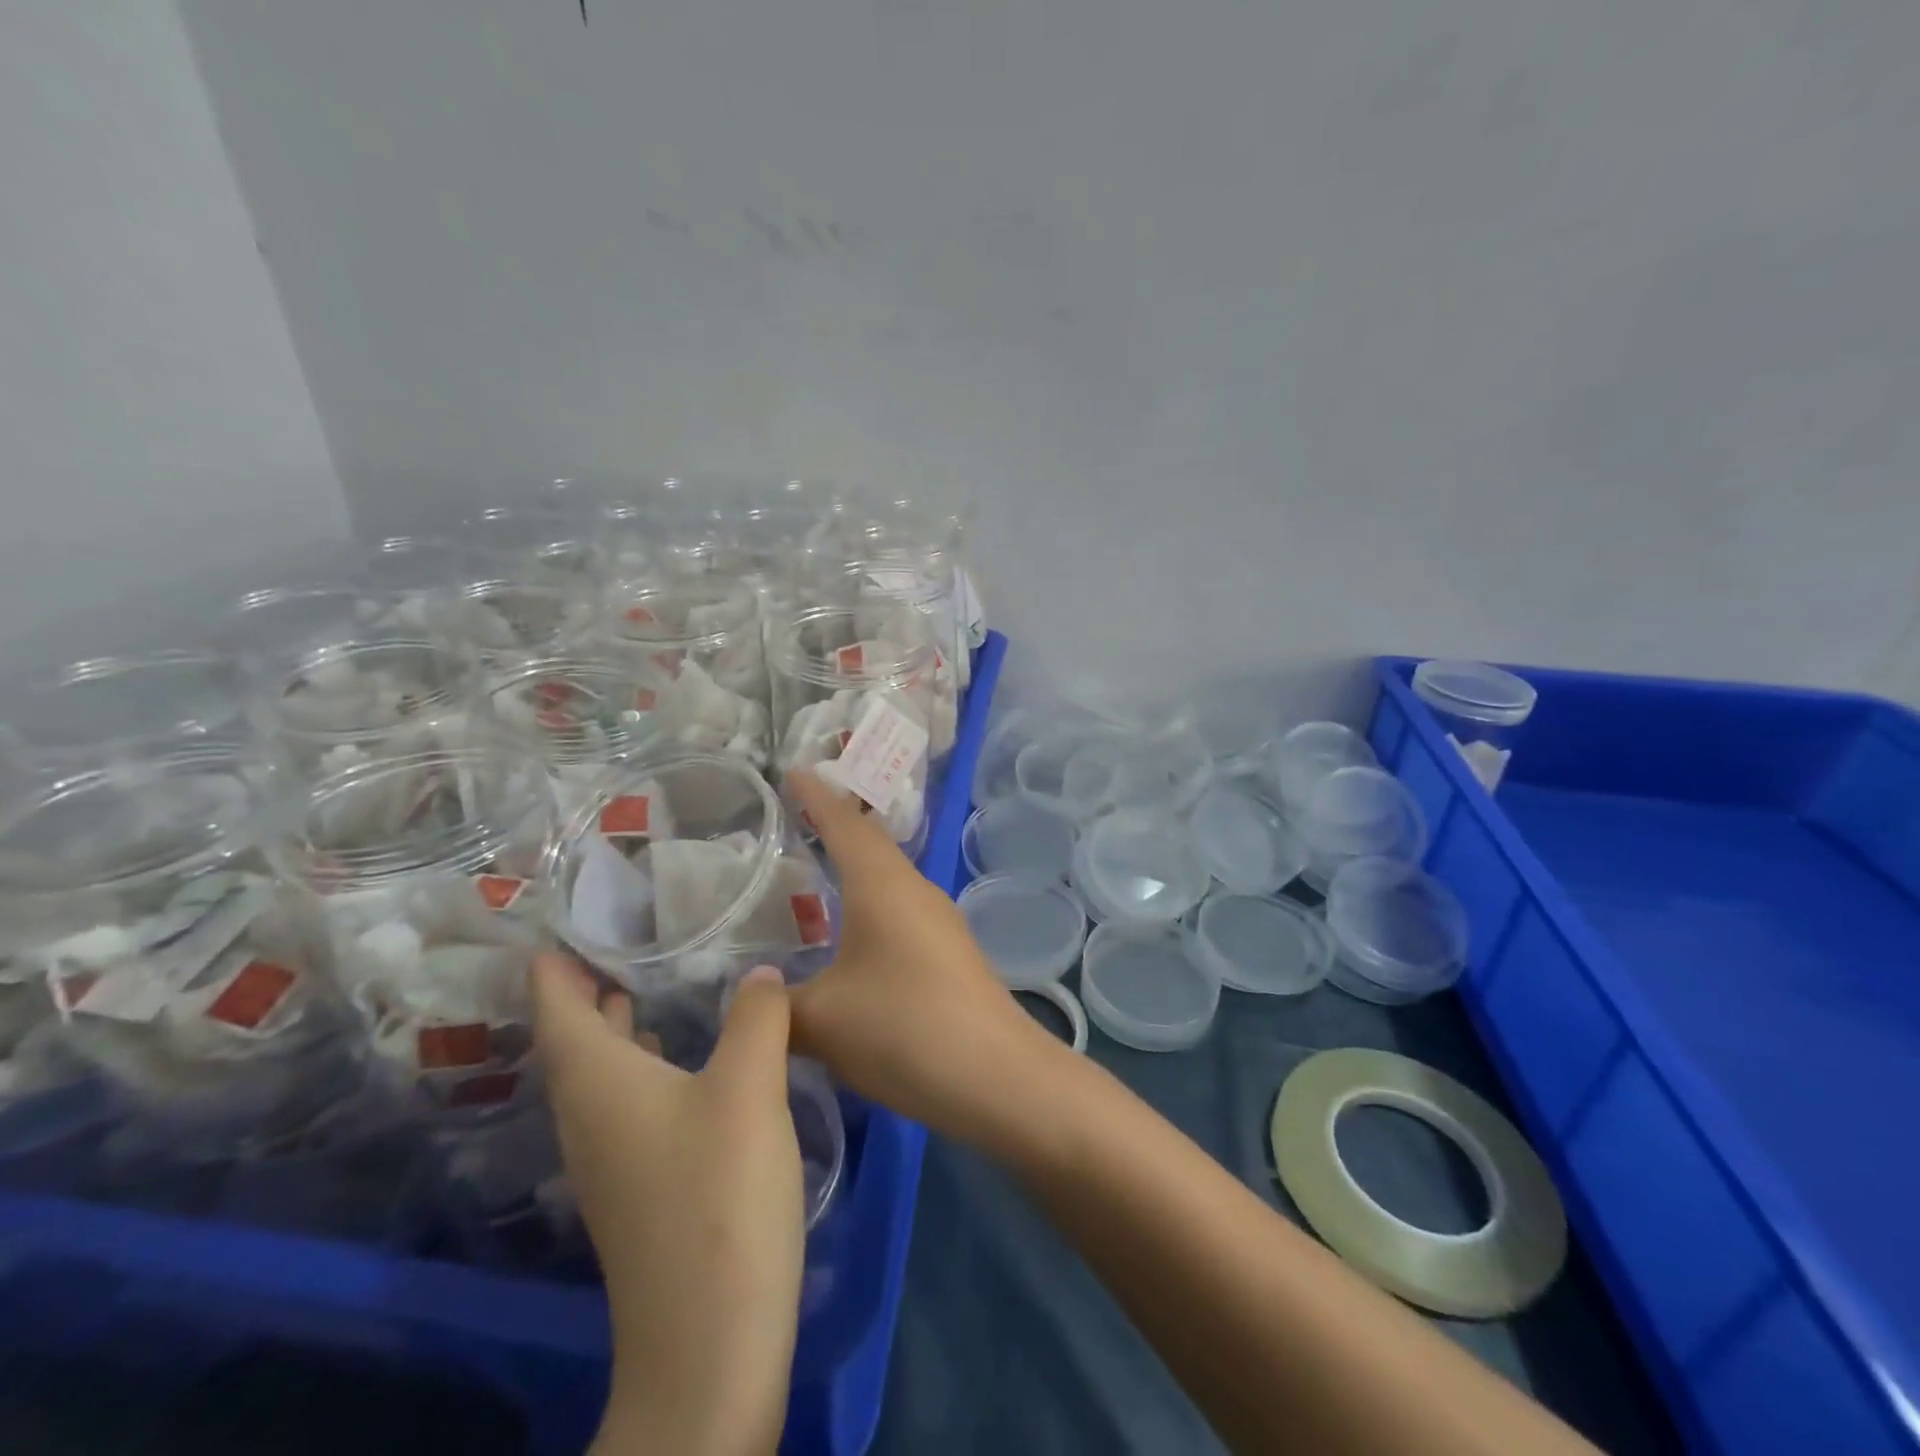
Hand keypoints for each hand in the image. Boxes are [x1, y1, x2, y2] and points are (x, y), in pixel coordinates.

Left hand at [532, 951, 801, 1455]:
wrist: (711, 1340)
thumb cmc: (720, 1195)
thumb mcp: (749, 1087)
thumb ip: (757, 1016)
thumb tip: (762, 972)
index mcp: (598, 1083)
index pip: (554, 1007)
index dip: (552, 964)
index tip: (562, 919)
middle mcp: (590, 1116)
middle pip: (571, 1039)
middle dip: (584, 987)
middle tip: (616, 937)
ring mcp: (612, 1158)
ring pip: (600, 1073)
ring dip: (613, 1026)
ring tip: (643, 982)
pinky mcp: (641, 1185)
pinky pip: (626, 1100)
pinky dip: (641, 1063)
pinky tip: (680, 1057)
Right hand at [786, 771, 1050, 1143]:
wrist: (997, 1077)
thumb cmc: (904, 1030)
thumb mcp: (822, 1021)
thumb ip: (776, 1005)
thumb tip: (752, 995)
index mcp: (883, 885)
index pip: (844, 823)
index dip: (815, 796)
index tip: (791, 772)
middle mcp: (914, 889)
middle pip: (869, 843)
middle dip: (833, 824)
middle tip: (793, 816)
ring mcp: (938, 920)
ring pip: (887, 877)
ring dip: (854, 866)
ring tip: (815, 868)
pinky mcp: (949, 951)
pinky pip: (899, 907)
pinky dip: (869, 902)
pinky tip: (851, 930)